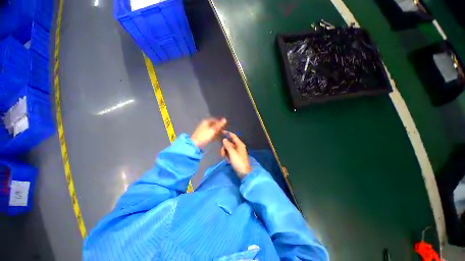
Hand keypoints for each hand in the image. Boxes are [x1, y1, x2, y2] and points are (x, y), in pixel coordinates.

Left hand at [191, 118, 226, 147]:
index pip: (215, 120)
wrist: (195, 144)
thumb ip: (219, 125)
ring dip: (217, 132)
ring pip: (212, 129)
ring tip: (222, 135)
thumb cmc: (204, 136)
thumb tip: (225, 119)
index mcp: (206, 122)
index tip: (225, 126)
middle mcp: (204, 124)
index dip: (220, 122)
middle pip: (214, 125)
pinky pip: (210, 134)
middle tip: (224, 131)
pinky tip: (218, 138)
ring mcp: (203, 130)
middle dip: (219, 128)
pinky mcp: (203, 135)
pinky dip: (214, 135)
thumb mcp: (213, 130)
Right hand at [220, 131, 250, 177]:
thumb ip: (228, 145)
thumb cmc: (238, 161)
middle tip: (222, 153)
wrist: (243, 172)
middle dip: (224, 147)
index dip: (227, 133)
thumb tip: (224, 139)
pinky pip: (229, 153)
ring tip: (225, 158)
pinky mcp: (235, 156)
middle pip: (229, 143)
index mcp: (239, 144)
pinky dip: (227, 156)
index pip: (233, 136)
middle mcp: (238, 146)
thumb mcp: (232, 153)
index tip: (221, 132)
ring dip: (225, 152)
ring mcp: (237, 152)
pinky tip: (228, 160)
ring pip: (228, 148)